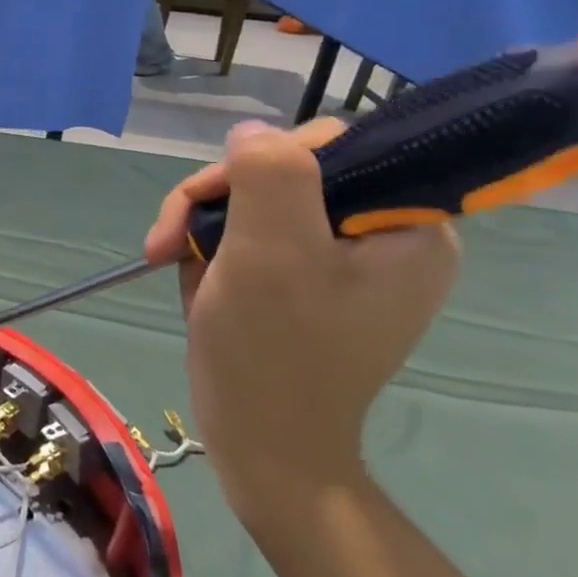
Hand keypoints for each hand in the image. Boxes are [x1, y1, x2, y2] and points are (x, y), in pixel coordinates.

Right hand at [146, 120, 459, 520]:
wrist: (262, 444)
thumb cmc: (273, 351)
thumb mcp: (270, 251)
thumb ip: (270, 174)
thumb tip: (253, 132)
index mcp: (409, 227)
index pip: (337, 147)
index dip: (265, 161)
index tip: (216, 199)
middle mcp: (385, 237)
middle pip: (289, 174)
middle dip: (219, 199)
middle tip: (169, 240)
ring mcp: (343, 263)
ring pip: (261, 204)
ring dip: (205, 226)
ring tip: (170, 261)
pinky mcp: (306, 284)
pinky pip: (254, 238)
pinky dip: (213, 251)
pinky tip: (193, 279)